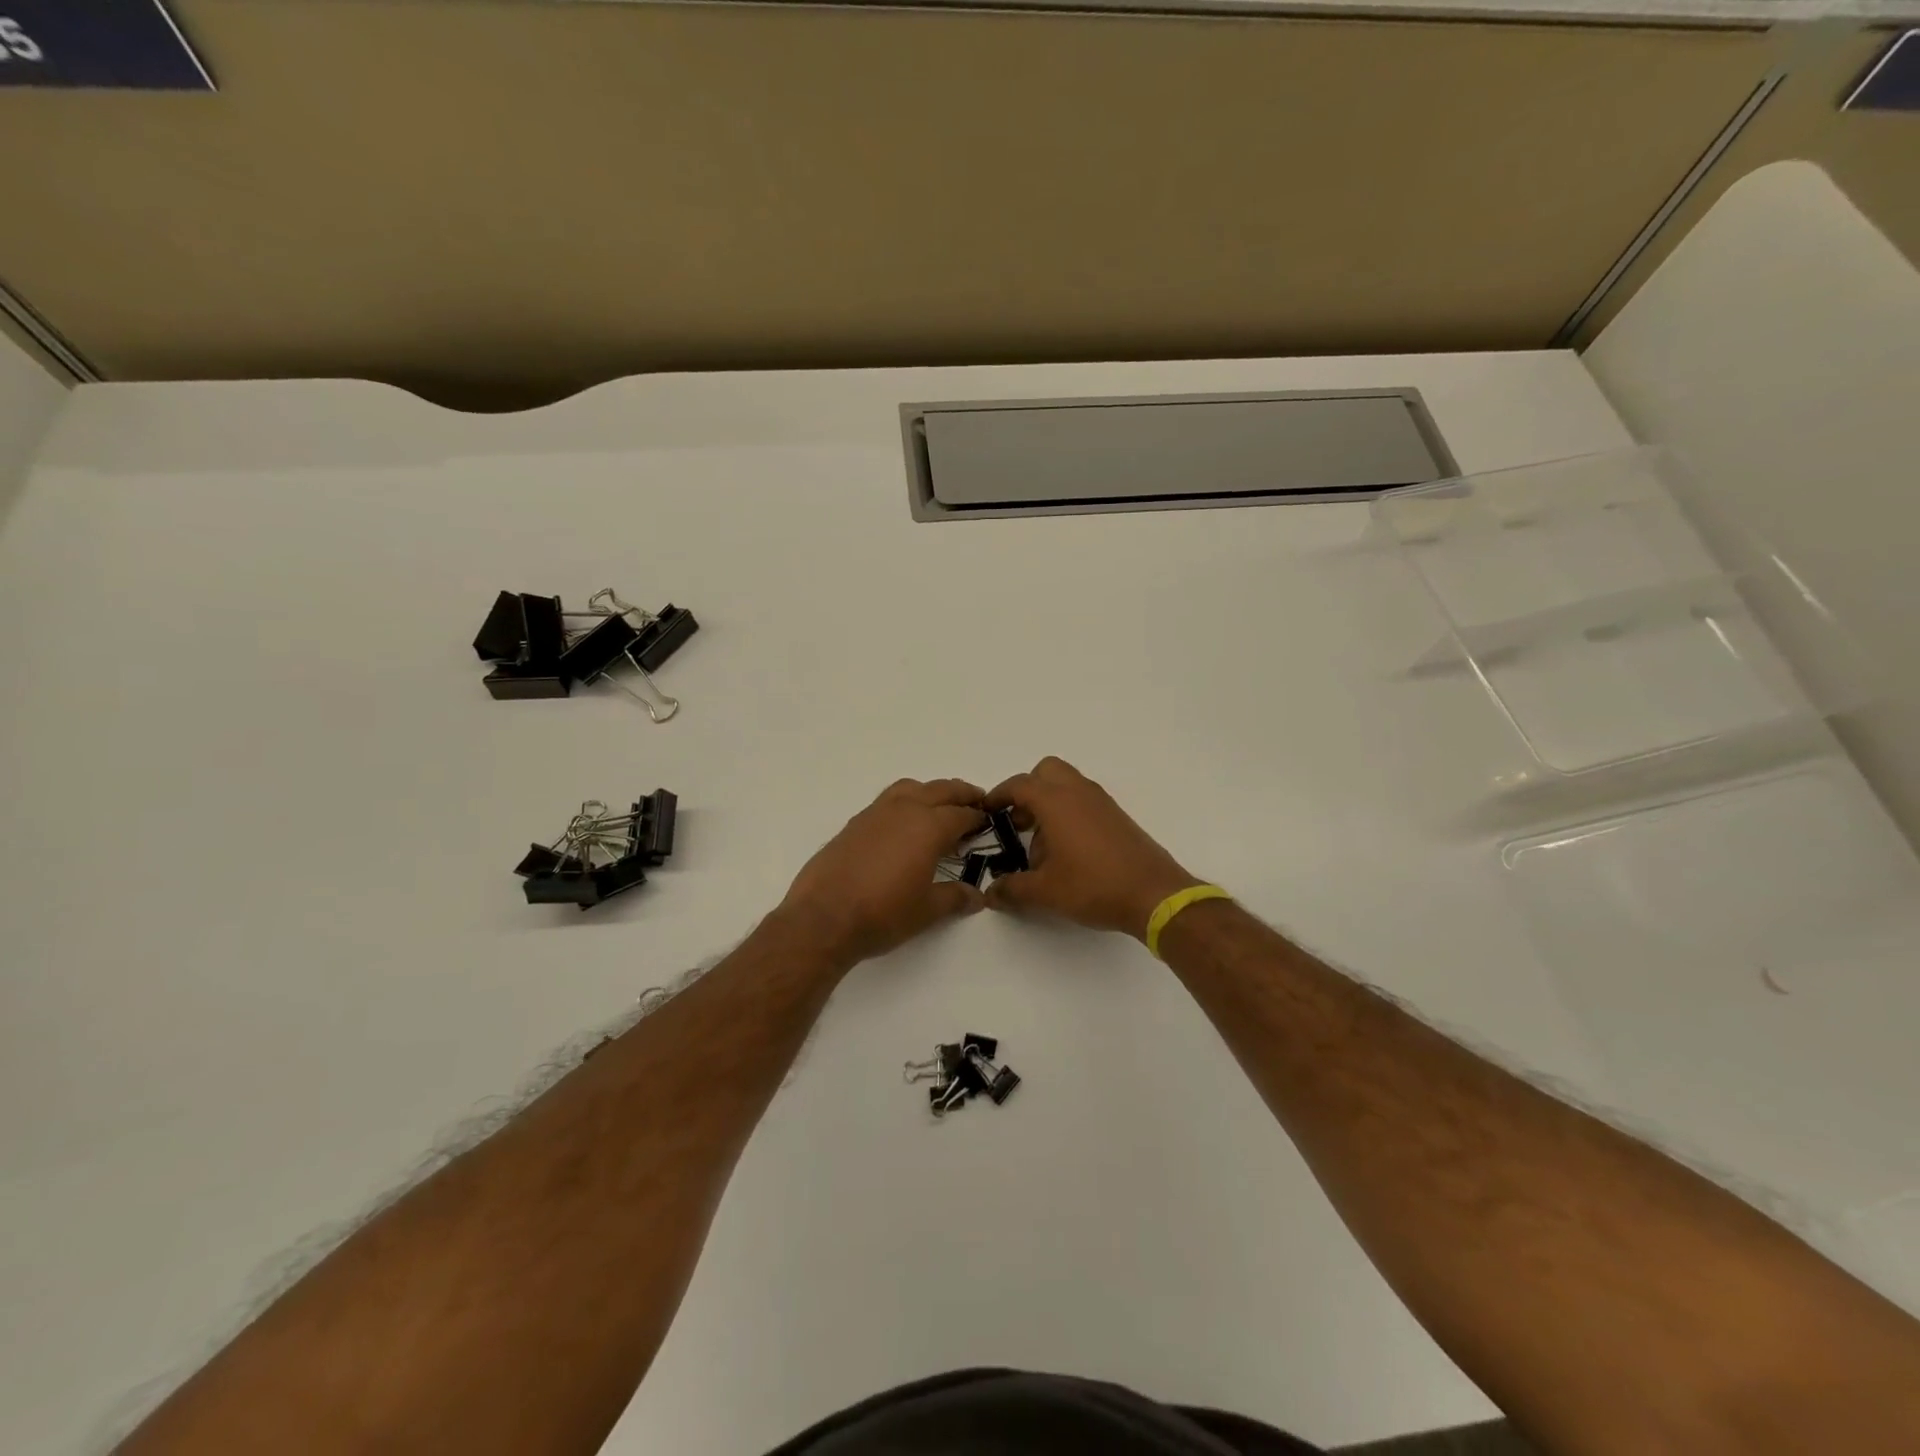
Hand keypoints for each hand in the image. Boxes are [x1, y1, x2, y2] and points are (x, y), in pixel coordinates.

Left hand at [777, 778, 988, 965]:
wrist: (824, 918)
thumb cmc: (883, 913)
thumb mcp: (927, 910)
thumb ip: (955, 897)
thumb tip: (976, 896)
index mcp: (929, 826)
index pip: (962, 814)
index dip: (978, 817)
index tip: (989, 822)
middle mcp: (904, 810)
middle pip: (940, 790)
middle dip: (961, 795)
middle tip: (976, 801)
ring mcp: (876, 813)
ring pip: (911, 788)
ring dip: (930, 792)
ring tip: (939, 808)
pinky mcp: (854, 823)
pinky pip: (887, 801)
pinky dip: (904, 803)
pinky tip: (903, 826)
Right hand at [984, 757, 1201, 939]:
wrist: (1154, 894)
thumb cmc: (1093, 885)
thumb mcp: (1045, 892)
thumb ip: (1012, 889)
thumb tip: (991, 893)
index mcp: (1056, 801)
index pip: (1019, 785)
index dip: (998, 796)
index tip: (987, 812)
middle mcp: (1078, 792)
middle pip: (1046, 772)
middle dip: (1027, 791)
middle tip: (1018, 823)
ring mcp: (1101, 802)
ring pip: (1067, 785)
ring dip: (1049, 804)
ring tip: (1042, 846)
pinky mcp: (1117, 817)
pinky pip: (1084, 801)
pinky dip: (1069, 814)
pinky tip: (1068, 852)